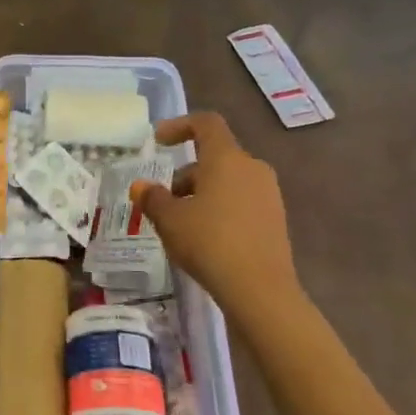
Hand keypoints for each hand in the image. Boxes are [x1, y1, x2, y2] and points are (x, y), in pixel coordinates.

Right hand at [129, 111, 299, 317]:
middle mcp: (252, 168)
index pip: (205, 124)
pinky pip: (242, 201)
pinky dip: (220, 208)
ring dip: (202, 193)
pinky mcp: (275, 219)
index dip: (179, 125)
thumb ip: (153, 198)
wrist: (261, 290)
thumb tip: (140, 186)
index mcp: (227, 158)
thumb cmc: (210, 242)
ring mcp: (268, 194)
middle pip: (215, 157)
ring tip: (181, 223)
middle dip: (186, 174)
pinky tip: (206, 238)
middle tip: (164, 200)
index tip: (159, 141)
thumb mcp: (170, 220)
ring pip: (228, 181)